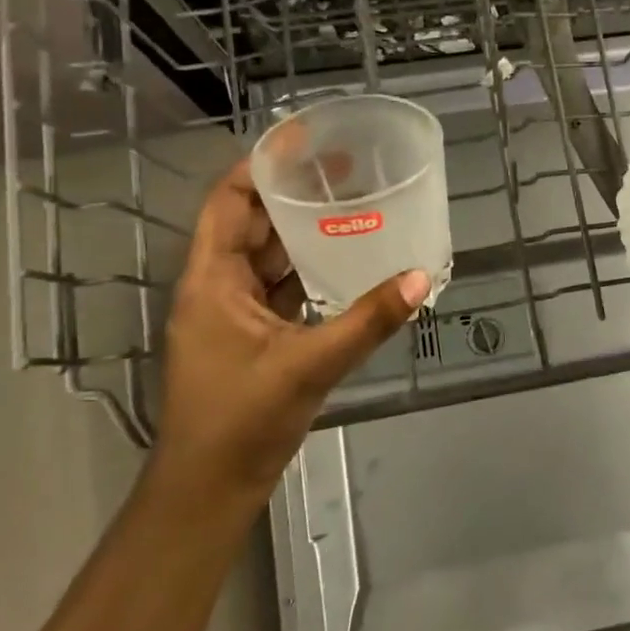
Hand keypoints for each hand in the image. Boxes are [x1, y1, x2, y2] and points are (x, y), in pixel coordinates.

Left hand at [158, 160, 431, 502]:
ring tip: (349, 205)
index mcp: (212, 281)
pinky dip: (306, 269)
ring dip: (301, 231)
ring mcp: (233, 315)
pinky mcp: (251, 338)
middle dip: (291, 192)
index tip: (303, 139)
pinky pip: (279, 288)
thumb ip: (368, 320)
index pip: (228, 202)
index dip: (260, 165)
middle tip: (344, 169)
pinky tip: (344, 262)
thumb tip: (421, 278)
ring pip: (267, 257)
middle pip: (250, 223)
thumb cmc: (242, 422)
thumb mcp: (310, 365)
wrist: (208, 491)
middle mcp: (218, 288)